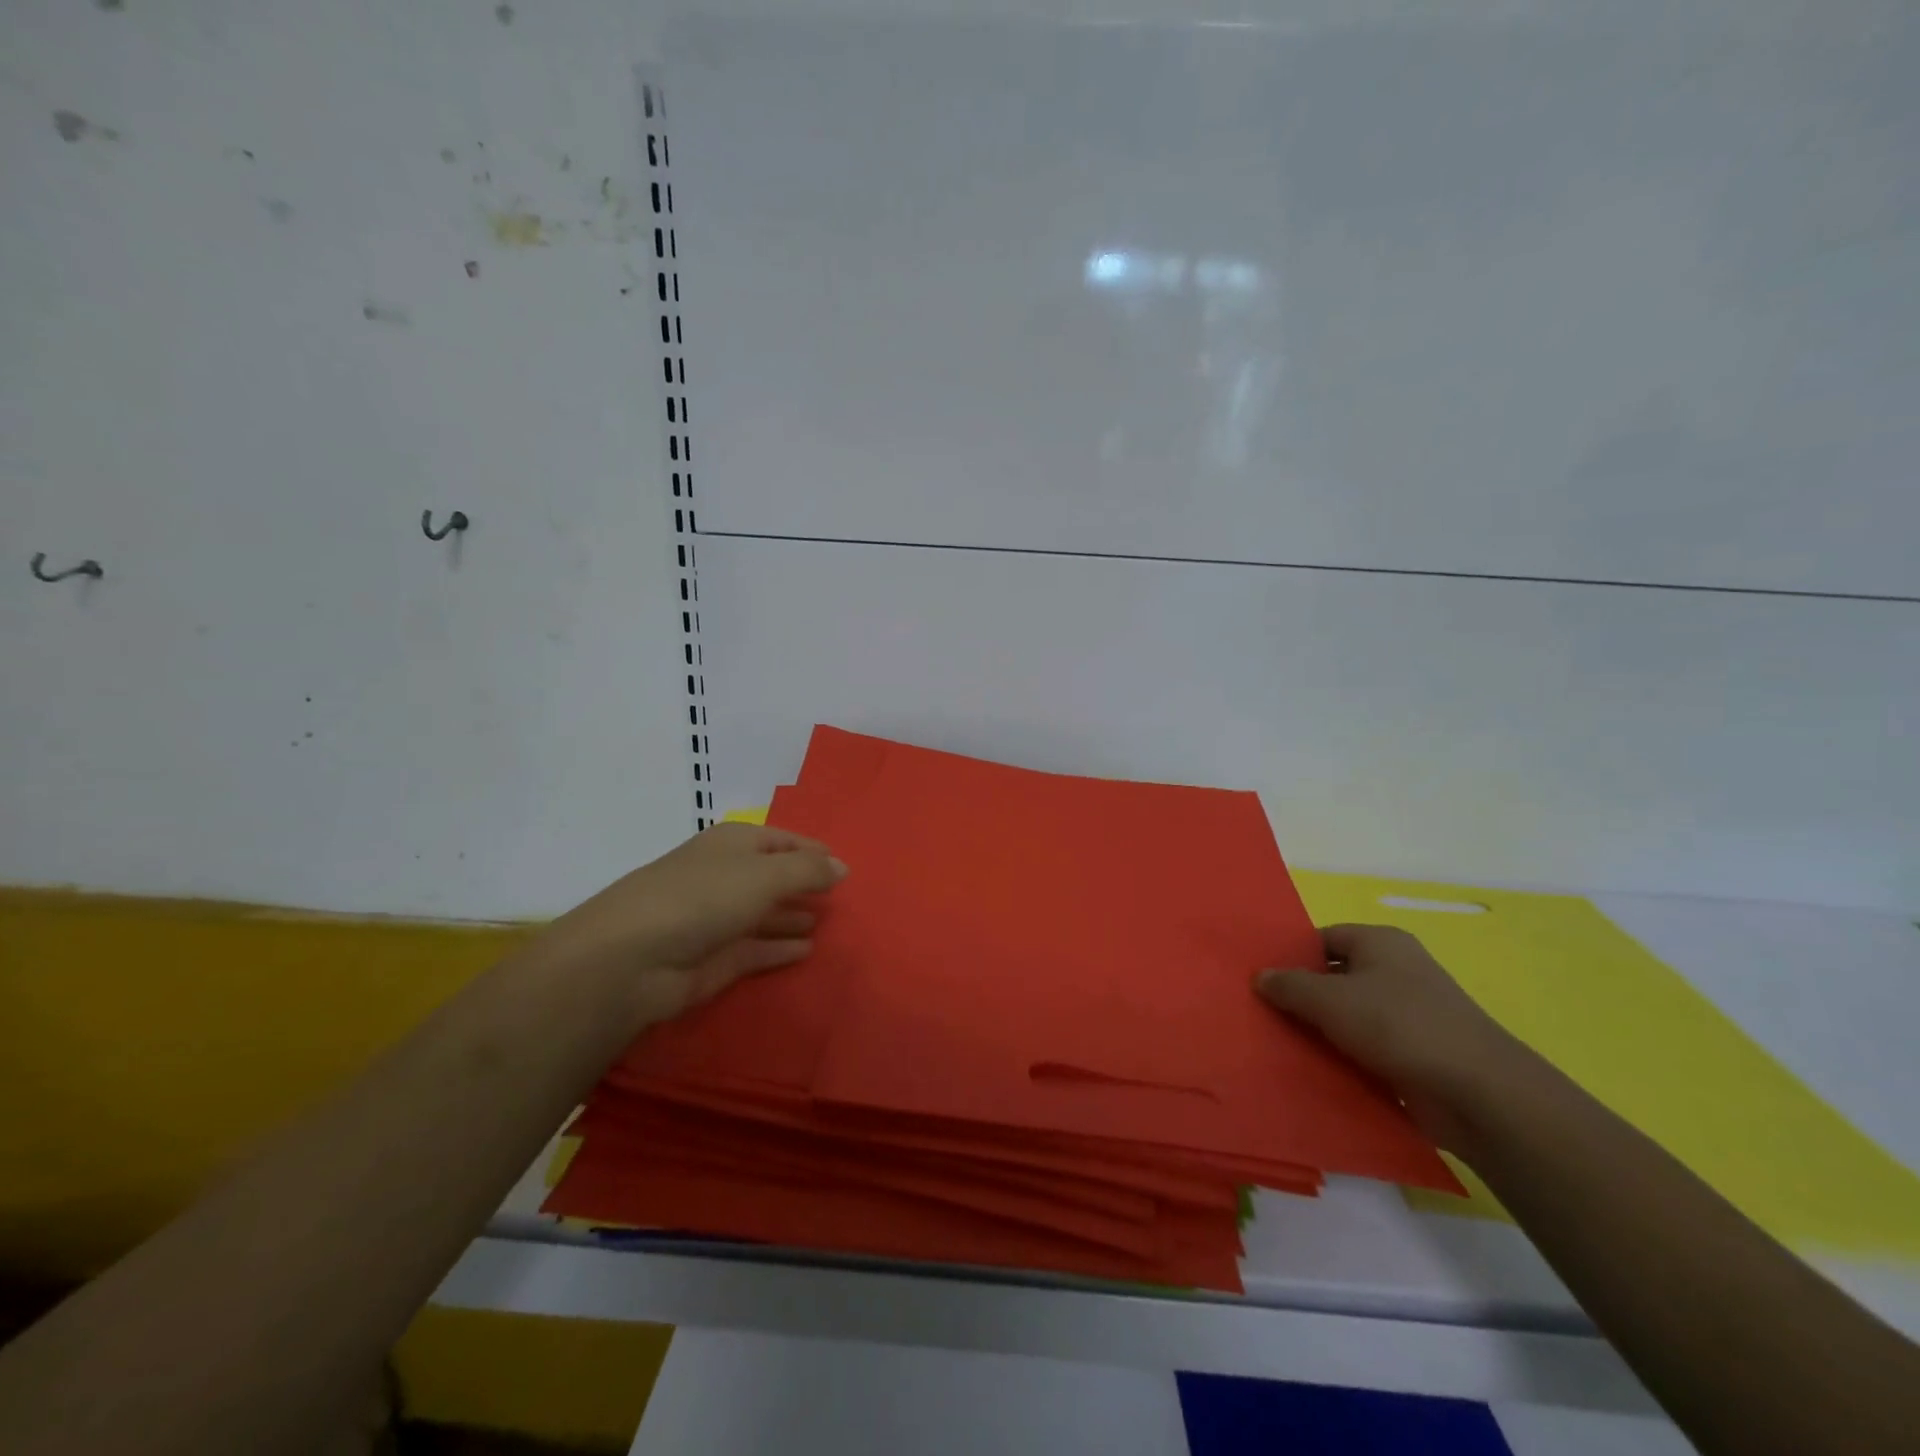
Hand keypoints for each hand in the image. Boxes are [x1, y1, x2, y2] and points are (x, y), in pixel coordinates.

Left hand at [530, 823, 847, 1027]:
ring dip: (794, 916)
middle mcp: (727, 876)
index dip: (814, 852)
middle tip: (844, 899)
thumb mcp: (765, 874)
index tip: (845, 869)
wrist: (631, 959)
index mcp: (735, 844)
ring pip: (766, 914)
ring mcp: (719, 919)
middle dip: (806, 885)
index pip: (784, 840)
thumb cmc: (702, 898)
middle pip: (774, 877)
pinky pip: (758, 949)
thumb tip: (842, 867)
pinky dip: (781, 948)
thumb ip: (808, 870)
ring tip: (829, 923)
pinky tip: (808, 949)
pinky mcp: (715, 959)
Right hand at [1254, 924, 1539, 1150]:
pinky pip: (1367, 1048)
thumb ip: (1289, 985)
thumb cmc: (1399, 1026)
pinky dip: (1344, 1057)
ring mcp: (1410, 1014)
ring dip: (1321, 1031)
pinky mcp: (1416, 1054)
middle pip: (1335, 976)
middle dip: (1301, 995)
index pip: (1323, 938)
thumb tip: (1260, 976)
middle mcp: (1397, 971)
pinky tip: (1313, 1070)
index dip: (1291, 955)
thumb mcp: (1330, 1000)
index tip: (1260, 977)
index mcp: (1381, 942)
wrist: (1479, 1094)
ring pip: (1350, 1016)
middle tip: (1261, 1011)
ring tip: (1278, 1042)